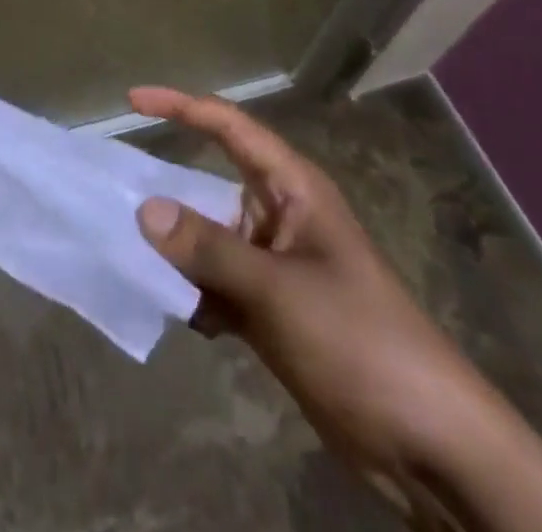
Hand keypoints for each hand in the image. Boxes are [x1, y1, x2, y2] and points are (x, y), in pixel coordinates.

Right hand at [131, 89, 541, 531]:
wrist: (428, 442)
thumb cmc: (358, 340)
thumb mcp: (278, 291)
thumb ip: (208, 250)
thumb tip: (144, 209)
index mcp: (293, 188)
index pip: (229, 127)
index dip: (181, 106)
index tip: (132, 101)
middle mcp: (281, 216)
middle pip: (212, 184)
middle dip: (168, 188)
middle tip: (112, 192)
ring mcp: (278, 265)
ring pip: (212, 239)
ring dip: (178, 250)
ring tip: (128, 255)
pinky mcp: (276, 311)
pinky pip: (220, 285)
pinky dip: (197, 295)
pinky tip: (178, 315)